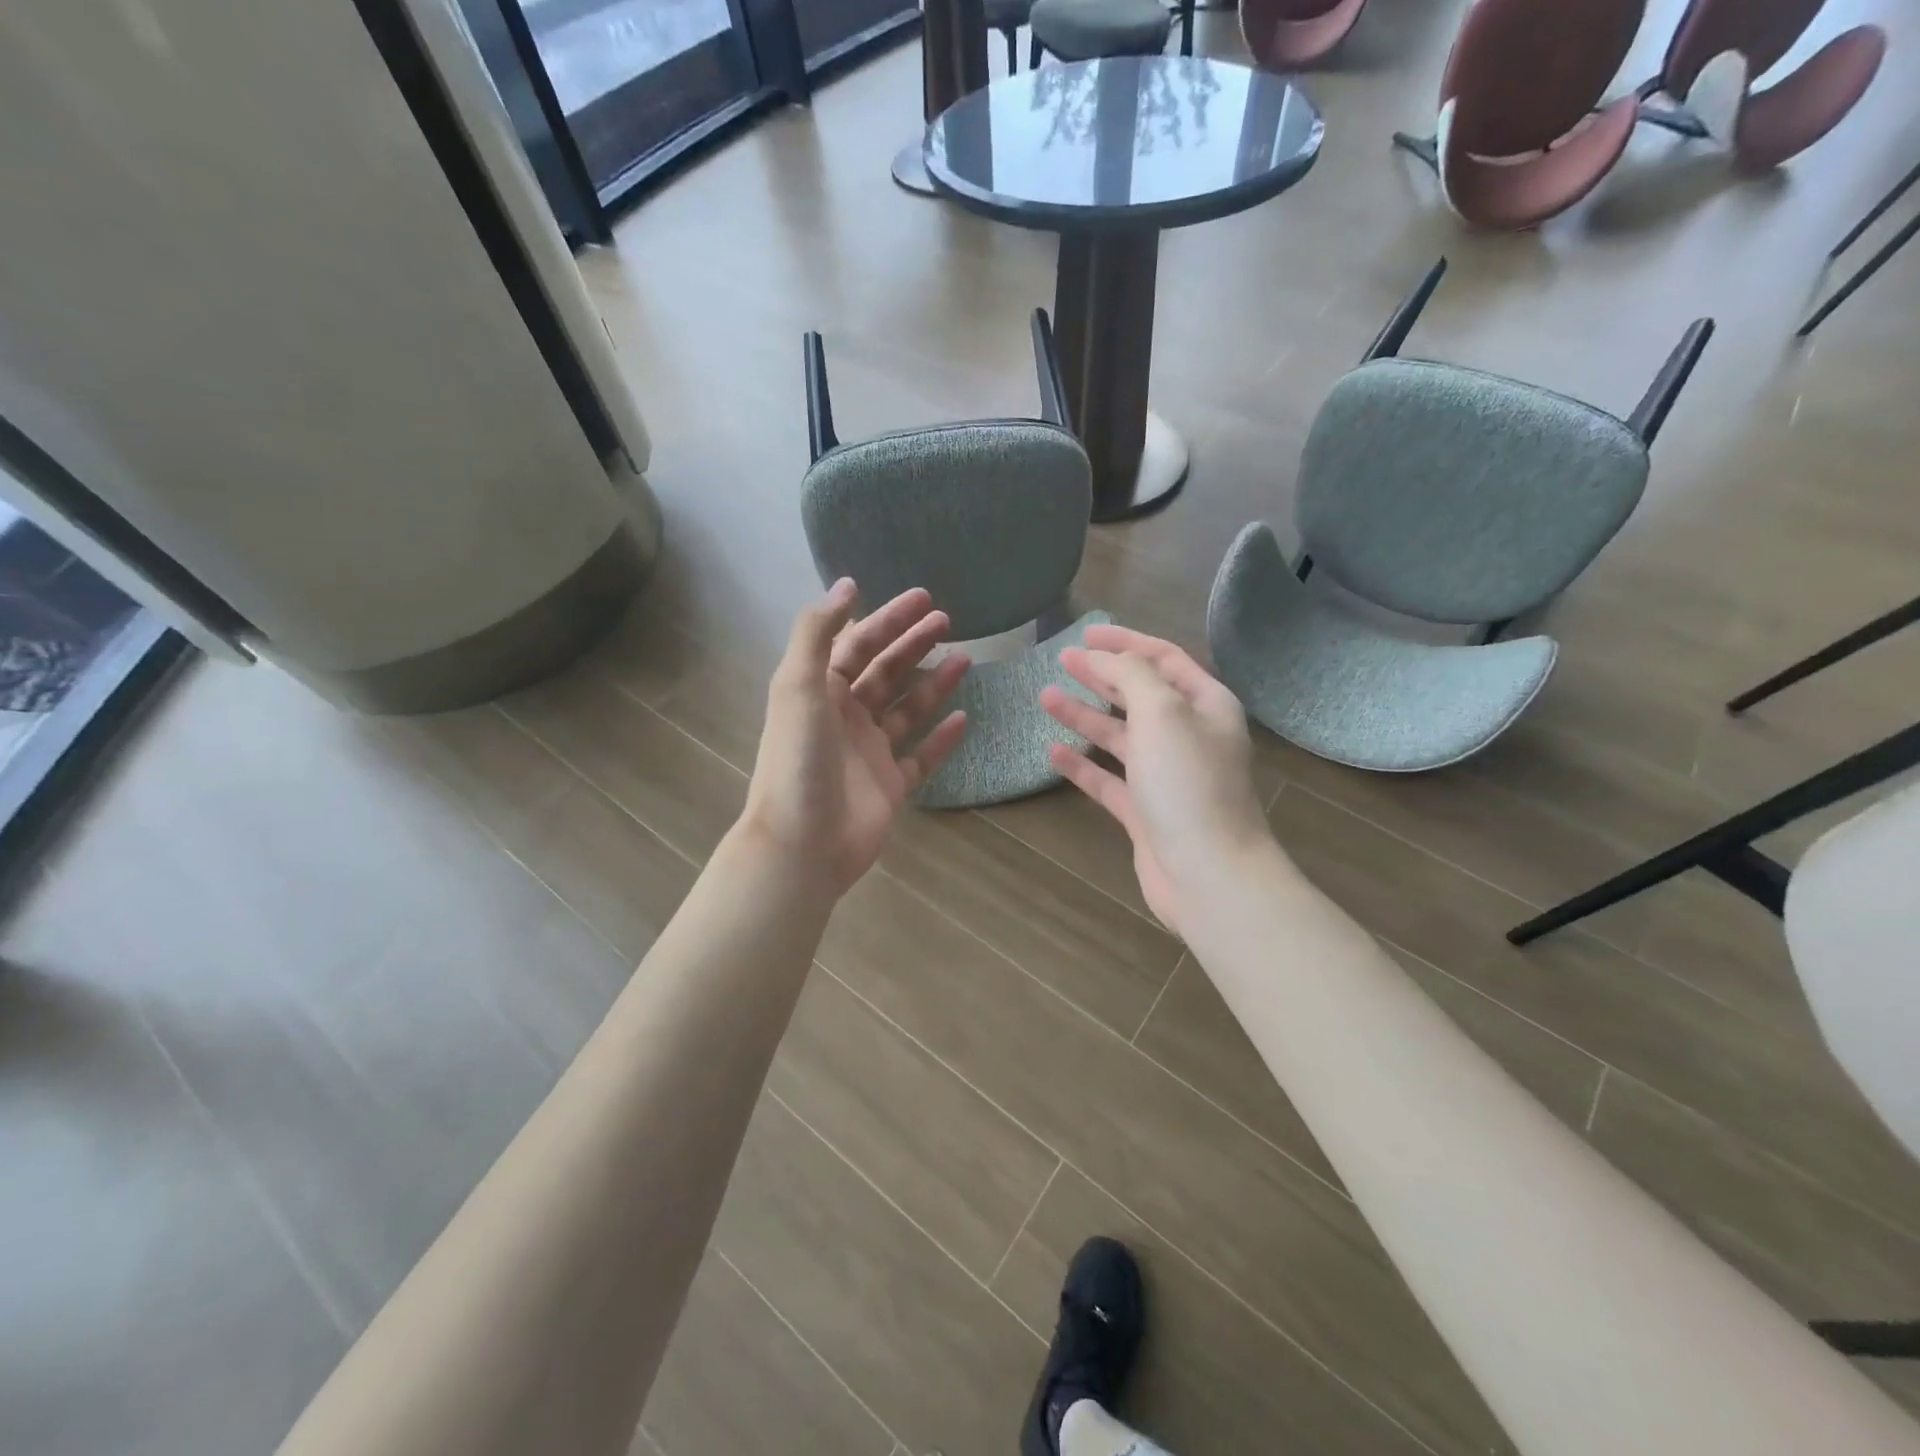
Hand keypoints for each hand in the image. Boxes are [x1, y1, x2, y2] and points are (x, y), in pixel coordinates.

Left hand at [739, 580, 968, 897]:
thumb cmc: (799, 760)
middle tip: (947, 620)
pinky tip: (965, 717)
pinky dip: (942, 738)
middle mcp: (845, 717)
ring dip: (934, 683)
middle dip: (913, 644)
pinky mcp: (891, 786)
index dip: (888, 619)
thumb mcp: (798, 686)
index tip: (923, 598)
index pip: (858, 644)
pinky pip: (922, 756)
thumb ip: (818, 632)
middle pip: (885, 671)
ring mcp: (870, 753)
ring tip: (966, 658)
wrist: (803, 843)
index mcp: (819, 691)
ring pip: (907, 709)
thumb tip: (847, 585)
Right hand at [1040, 625, 1270, 935]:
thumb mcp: (1162, 712)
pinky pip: (1108, 780)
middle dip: (1102, 675)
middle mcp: (1189, 736)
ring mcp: (1166, 777)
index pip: (1163, 659)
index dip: (1124, 642)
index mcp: (1205, 705)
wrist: (1208, 873)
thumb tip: (1106, 656)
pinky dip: (1082, 765)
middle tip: (1062, 660)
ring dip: (1085, 715)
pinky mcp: (1145, 813)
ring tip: (1046, 697)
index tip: (1085, 634)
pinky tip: (1053, 752)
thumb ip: (1132, 675)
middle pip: (1140, 695)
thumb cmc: (1188, 783)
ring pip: (1120, 736)